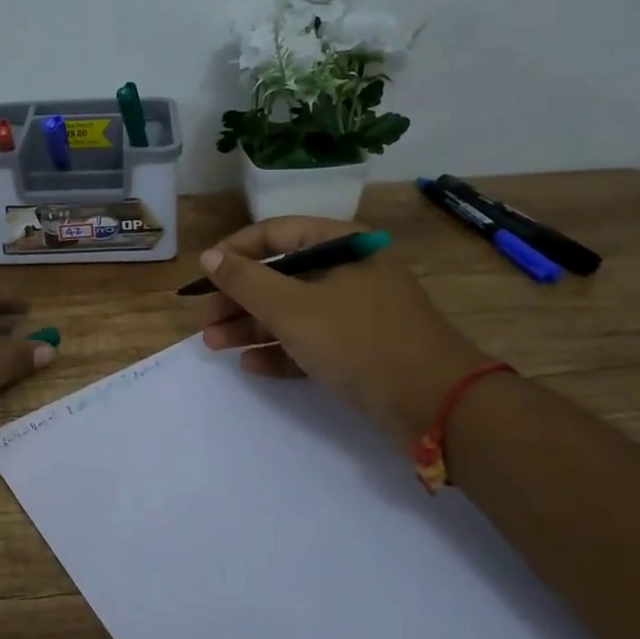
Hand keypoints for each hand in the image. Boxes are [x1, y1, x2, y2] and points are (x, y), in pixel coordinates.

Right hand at [197, 217, 490, 434]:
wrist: (436, 405)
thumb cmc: (358, 341)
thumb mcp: (293, 308)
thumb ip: (247, 280)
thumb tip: (210, 256)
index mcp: (342, 245)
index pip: (276, 233)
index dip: (235, 250)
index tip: (204, 275)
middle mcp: (350, 272)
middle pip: (281, 276)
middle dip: (238, 299)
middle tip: (204, 321)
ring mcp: (357, 313)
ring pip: (293, 312)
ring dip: (252, 327)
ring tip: (214, 346)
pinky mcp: (361, 350)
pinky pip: (312, 342)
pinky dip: (281, 351)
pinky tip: (251, 365)